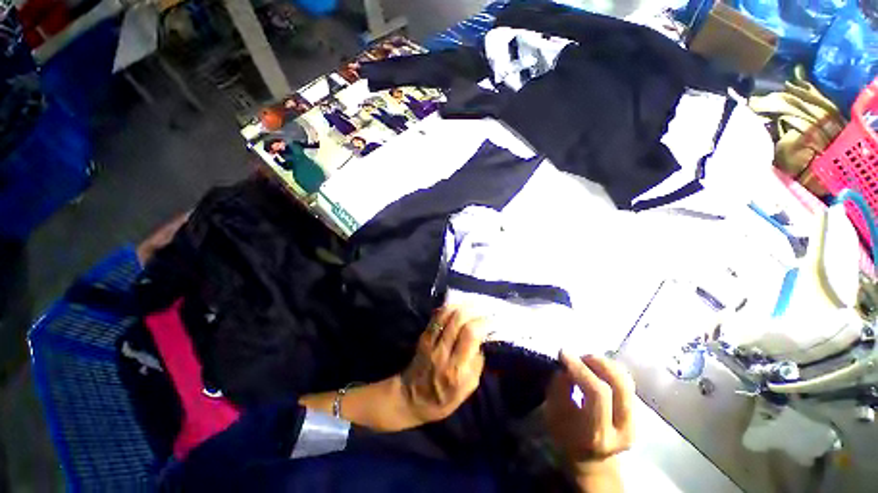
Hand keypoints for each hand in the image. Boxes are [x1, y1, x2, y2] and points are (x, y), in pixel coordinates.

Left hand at [400, 305, 486, 424]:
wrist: (411, 398)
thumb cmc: (443, 398)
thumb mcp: (468, 388)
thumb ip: (477, 363)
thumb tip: (482, 340)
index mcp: (456, 369)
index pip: (470, 334)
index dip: (483, 322)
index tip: (493, 320)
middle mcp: (442, 352)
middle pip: (458, 319)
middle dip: (474, 310)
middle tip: (483, 309)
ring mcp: (430, 341)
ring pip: (446, 313)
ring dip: (462, 306)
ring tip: (472, 305)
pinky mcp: (423, 336)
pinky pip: (437, 316)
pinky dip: (449, 308)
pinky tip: (458, 307)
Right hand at [546, 352, 634, 490]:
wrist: (590, 457)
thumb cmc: (565, 435)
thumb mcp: (552, 413)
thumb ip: (559, 388)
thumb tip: (566, 365)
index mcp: (599, 434)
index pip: (597, 393)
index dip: (580, 368)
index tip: (563, 353)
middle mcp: (623, 428)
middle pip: (619, 384)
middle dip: (597, 363)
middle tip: (579, 356)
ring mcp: (635, 421)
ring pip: (626, 380)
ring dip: (604, 363)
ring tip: (586, 361)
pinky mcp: (638, 412)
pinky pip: (627, 381)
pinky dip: (611, 368)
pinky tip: (596, 367)